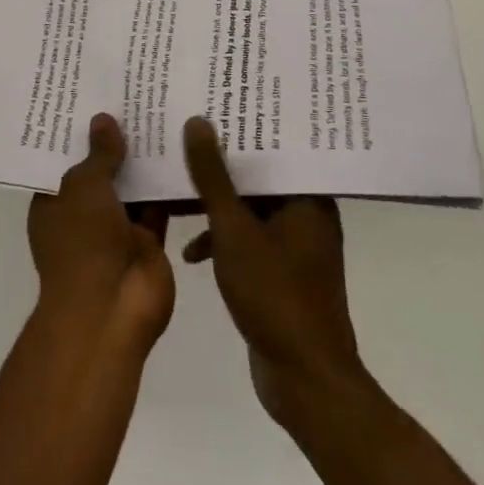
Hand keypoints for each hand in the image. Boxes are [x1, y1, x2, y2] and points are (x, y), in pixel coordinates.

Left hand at [28, 114, 174, 352]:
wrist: (112, 310)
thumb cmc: (82, 242)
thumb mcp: (84, 187)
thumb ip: (98, 154)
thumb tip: (103, 119)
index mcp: (54, 201)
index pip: (63, 159)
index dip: (78, 132)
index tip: (93, 96)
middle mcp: (83, 213)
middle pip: (101, 170)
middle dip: (115, 141)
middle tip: (133, 95)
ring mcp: (116, 229)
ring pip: (132, 186)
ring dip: (144, 160)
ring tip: (160, 111)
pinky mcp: (148, 240)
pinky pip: (158, 205)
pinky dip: (168, 184)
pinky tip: (182, 147)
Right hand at [181, 117, 365, 426]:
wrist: (304, 379)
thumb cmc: (274, 294)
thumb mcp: (233, 229)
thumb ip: (213, 176)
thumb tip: (198, 121)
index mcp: (307, 198)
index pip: (275, 145)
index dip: (242, 126)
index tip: (211, 105)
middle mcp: (306, 214)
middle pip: (258, 175)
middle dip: (220, 163)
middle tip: (184, 138)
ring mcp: (295, 245)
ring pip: (249, 208)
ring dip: (216, 204)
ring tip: (176, 189)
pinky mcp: (281, 272)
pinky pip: (248, 238)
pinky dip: (222, 238)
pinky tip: (191, 251)